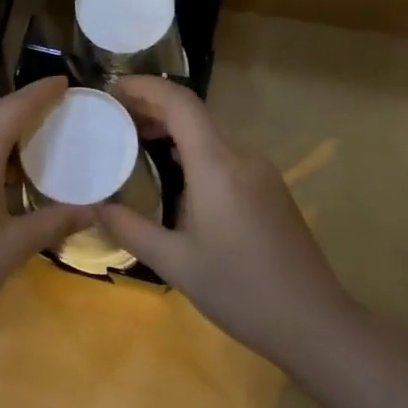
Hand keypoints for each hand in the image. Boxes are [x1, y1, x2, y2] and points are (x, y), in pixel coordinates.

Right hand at [95, 76, 349, 363]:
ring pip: (210, 132)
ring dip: (173, 129)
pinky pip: (225, 152)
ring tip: (135, 142)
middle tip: (113, 118)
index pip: (180, 102)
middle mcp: (241, 155)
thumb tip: (94, 206)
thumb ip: (131, 228)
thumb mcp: (175, 263)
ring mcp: (261, 170)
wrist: (313, 321)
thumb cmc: (240, 290)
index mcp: (217, 165)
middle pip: (194, 113)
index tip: (112, 88)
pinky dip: (193, 149)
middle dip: (152, 107)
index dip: (145, 87)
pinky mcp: (269, 187)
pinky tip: (174, 174)